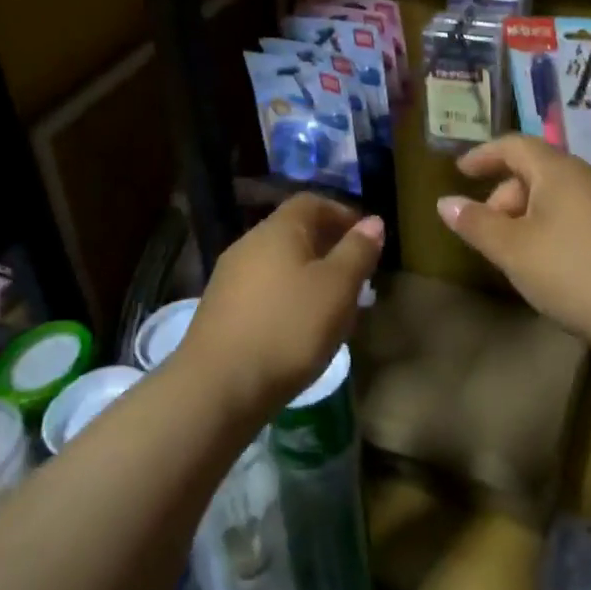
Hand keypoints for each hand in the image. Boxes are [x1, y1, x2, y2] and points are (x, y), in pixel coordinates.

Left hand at [177, 195, 383, 424]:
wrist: (217, 387)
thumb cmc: (288, 328)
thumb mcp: (337, 288)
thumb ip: (358, 251)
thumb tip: (373, 221)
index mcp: (278, 229)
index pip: (312, 202)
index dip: (342, 213)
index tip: (366, 237)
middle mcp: (248, 243)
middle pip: (293, 231)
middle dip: (327, 246)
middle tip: (355, 274)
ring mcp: (229, 277)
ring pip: (278, 263)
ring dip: (307, 274)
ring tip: (331, 305)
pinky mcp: (220, 309)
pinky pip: (262, 289)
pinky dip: (286, 297)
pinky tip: (298, 327)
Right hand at [438, 135, 590, 345]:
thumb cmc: (570, 272)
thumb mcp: (513, 249)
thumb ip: (476, 223)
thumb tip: (445, 202)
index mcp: (559, 171)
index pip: (515, 145)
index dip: (483, 155)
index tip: (460, 171)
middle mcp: (586, 176)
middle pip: (535, 170)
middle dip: (504, 195)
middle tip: (487, 231)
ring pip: (555, 194)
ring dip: (526, 214)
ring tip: (513, 251)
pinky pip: (574, 213)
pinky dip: (549, 225)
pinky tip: (547, 261)